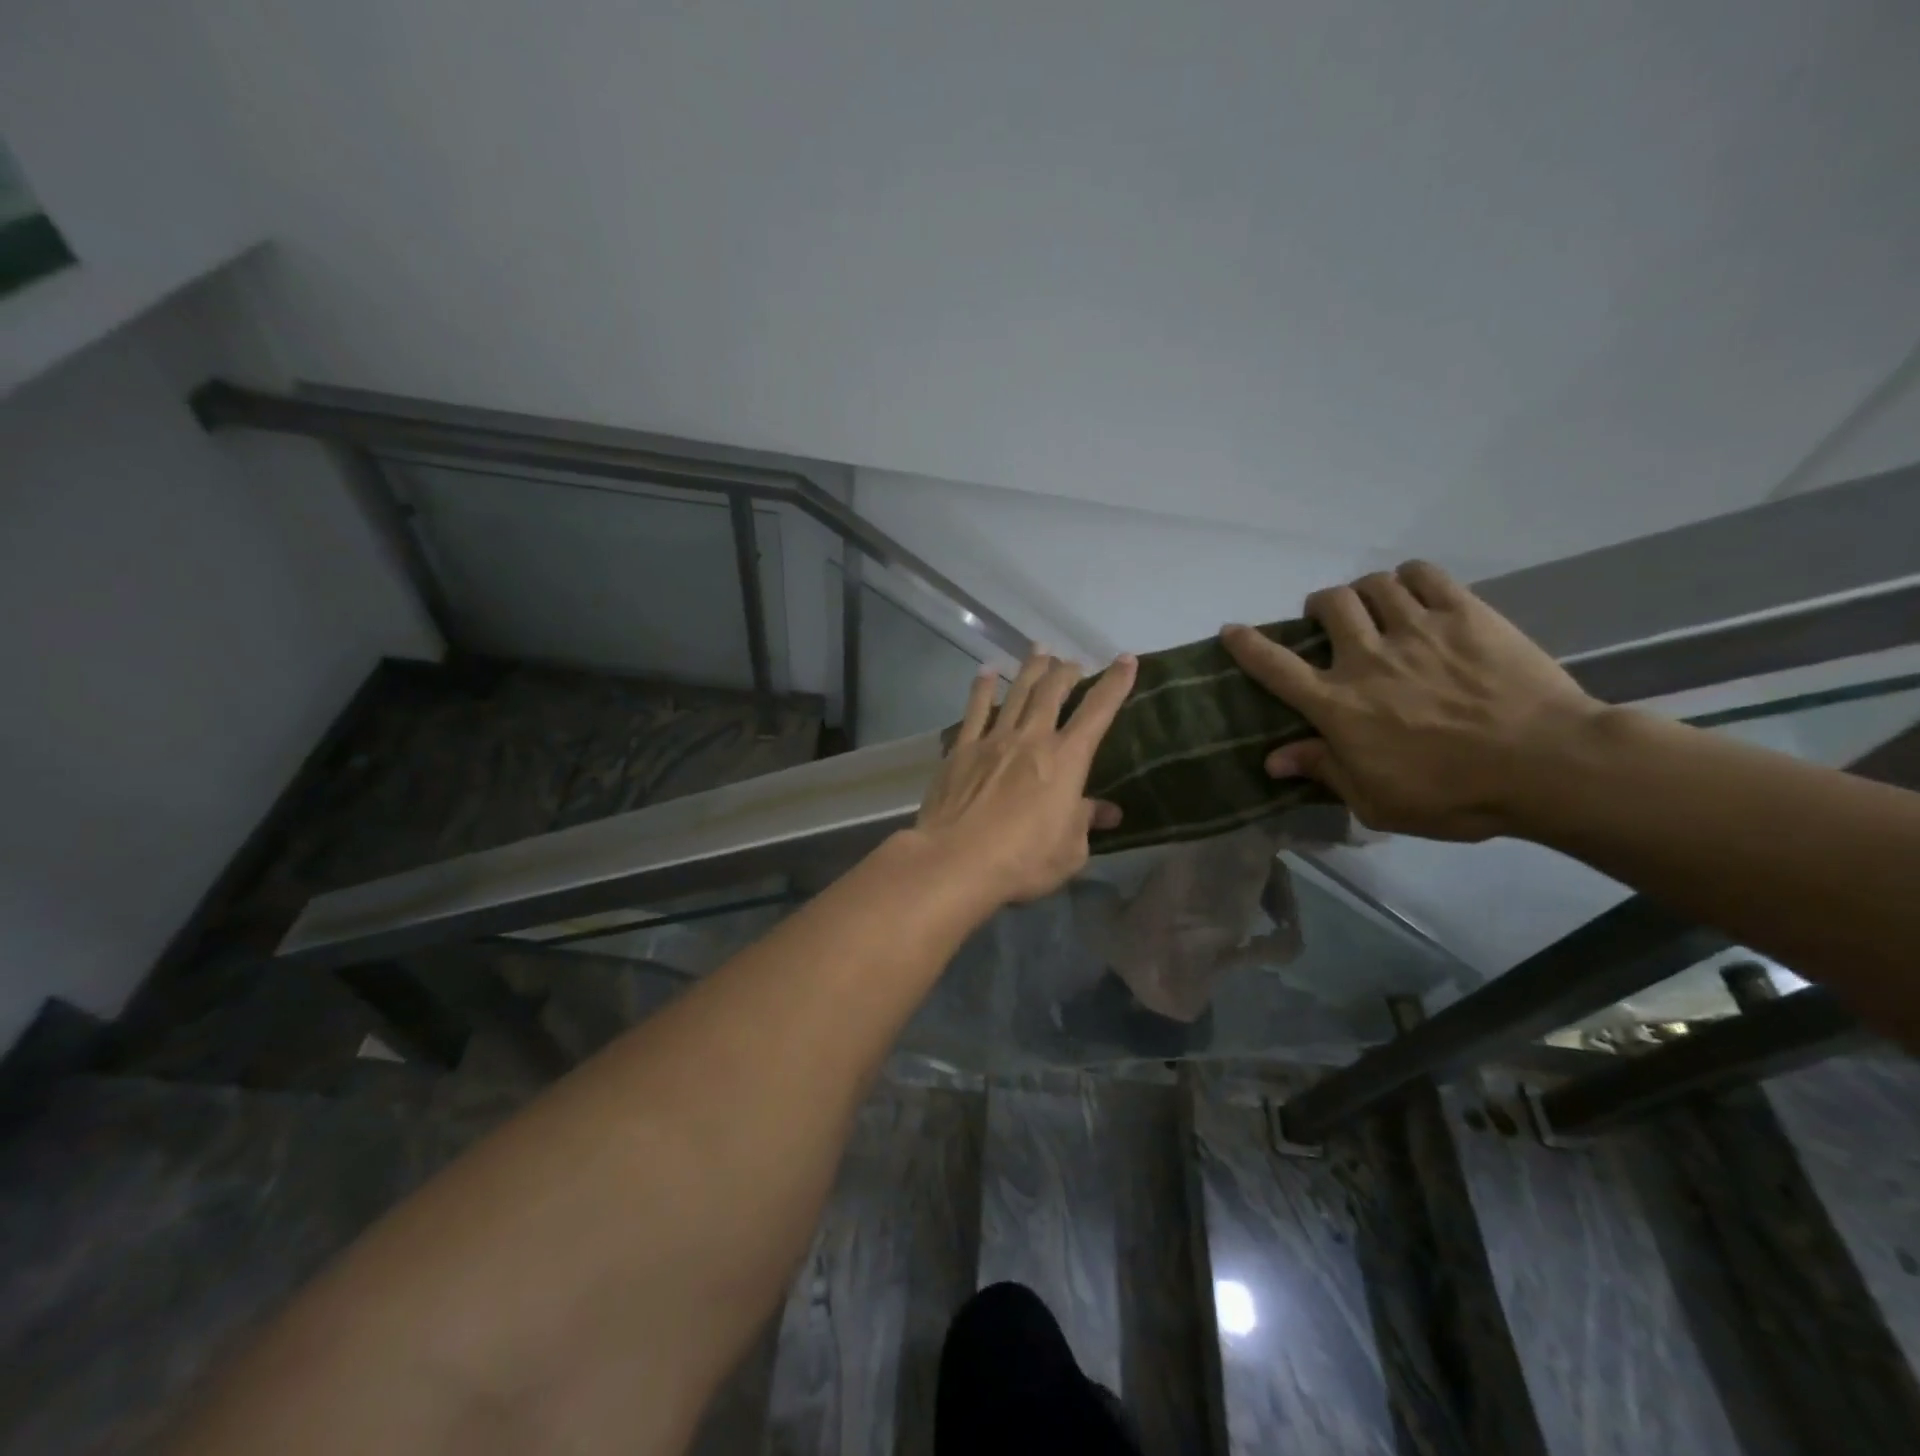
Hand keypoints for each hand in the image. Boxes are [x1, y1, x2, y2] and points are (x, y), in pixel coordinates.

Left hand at [912, 651, 1138, 905]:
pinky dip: (982, 688)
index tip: (1126, 660)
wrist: (956, 860)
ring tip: (1038, 650)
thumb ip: (1086, 823)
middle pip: (1052, 692)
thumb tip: (1108, 812)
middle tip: (1072, 663)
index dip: (1115, 684)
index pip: (1098, 712)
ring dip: (1030, 669)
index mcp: (1066, 760)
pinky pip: (974, 711)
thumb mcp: (1069, 851)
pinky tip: (986, 672)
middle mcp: (1031, 739)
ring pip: (1016, 693)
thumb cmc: (1022, 860)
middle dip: (1066, 672)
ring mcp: (993, 740)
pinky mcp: (962, 750)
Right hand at [1221, 562, 1604, 840]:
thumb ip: (1324, 771)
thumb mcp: (1376, 802)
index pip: (1275, 667)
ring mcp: (1417, 630)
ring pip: (1373, 584)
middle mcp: (1367, 658)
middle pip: (1328, 605)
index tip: (1231, 630)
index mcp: (1339, 705)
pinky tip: (1414, 592)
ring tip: (1375, 607)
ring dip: (1365, 592)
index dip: (1247, 645)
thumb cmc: (1455, 795)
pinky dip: (1409, 577)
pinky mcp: (1465, 614)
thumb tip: (1273, 759)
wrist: (1549, 766)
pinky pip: (1424, 574)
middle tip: (1329, 623)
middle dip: (1319, 607)